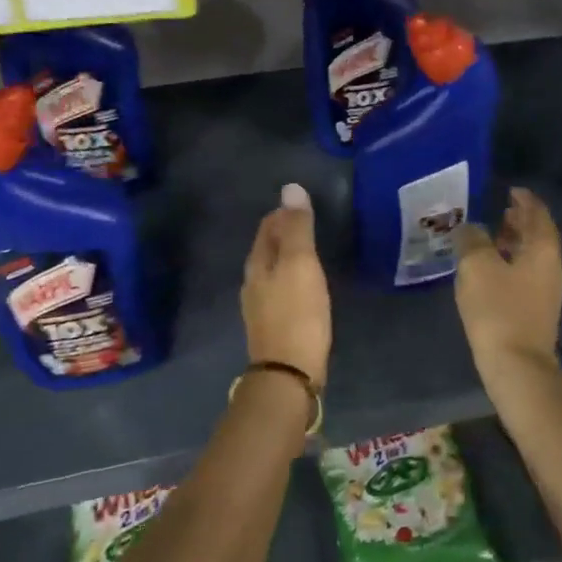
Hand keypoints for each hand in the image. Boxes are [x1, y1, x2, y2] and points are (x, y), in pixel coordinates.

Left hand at [241, 183, 331, 386]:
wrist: (289, 373)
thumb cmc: (297, 313)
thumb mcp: (300, 264)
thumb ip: (297, 229)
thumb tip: (291, 189)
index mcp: (257, 264)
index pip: (267, 228)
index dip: (282, 214)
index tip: (301, 205)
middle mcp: (253, 283)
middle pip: (266, 249)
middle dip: (283, 234)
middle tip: (307, 224)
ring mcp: (260, 307)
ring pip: (272, 272)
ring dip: (287, 258)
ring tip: (308, 253)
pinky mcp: (273, 327)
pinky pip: (280, 292)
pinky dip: (291, 281)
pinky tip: (305, 288)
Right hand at [453, 187, 561, 372]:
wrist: (516, 365)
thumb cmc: (498, 309)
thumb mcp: (477, 266)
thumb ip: (472, 240)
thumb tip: (470, 228)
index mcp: (543, 249)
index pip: (538, 214)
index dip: (525, 200)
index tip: (511, 190)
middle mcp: (551, 266)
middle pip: (538, 235)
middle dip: (520, 221)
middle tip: (499, 211)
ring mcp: (547, 290)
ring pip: (532, 256)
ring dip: (514, 243)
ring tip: (491, 238)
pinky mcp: (537, 310)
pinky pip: (526, 275)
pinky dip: (511, 263)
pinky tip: (491, 270)